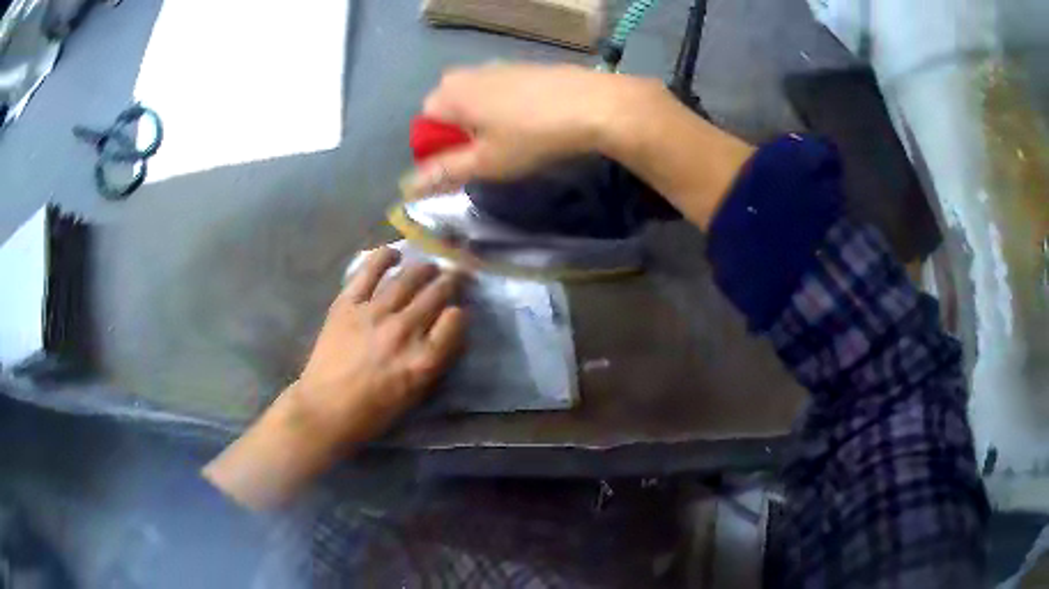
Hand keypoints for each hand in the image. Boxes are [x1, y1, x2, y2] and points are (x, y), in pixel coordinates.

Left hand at [295, 247, 465, 443]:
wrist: (325, 409)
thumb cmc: (373, 411)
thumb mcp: (415, 394)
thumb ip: (435, 360)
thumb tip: (446, 331)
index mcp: (423, 360)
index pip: (456, 320)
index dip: (460, 312)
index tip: (457, 312)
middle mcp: (404, 331)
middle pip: (437, 293)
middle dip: (451, 282)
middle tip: (454, 276)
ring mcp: (374, 313)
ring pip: (408, 278)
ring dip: (425, 269)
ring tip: (429, 267)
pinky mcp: (348, 304)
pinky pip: (369, 271)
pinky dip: (384, 257)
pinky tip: (394, 254)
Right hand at [408, 63, 662, 193]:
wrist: (593, 104)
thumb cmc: (531, 136)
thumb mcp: (485, 162)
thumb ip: (444, 172)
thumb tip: (408, 186)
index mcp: (448, 94)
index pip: (424, 124)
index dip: (438, 149)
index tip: (464, 166)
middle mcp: (465, 74)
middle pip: (448, 110)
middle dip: (460, 134)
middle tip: (488, 155)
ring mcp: (495, 66)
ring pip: (475, 100)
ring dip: (482, 122)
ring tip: (513, 141)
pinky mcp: (522, 67)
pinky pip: (498, 91)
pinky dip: (504, 109)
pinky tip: (530, 122)